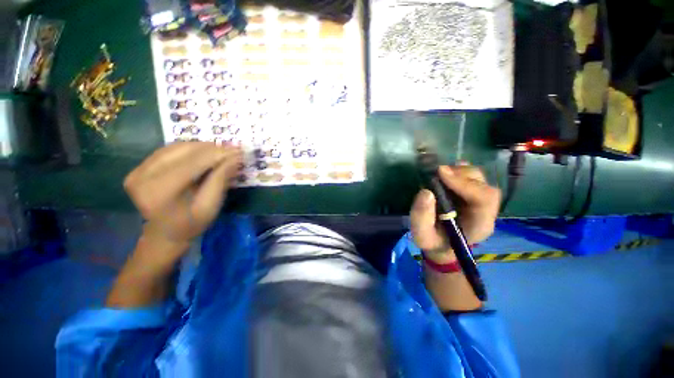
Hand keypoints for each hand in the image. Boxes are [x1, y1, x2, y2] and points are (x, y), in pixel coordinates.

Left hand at [124, 142, 242, 254]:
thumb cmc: (191, 224)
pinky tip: (205, 152)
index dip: (217, 154)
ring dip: (202, 147)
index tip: (238, 150)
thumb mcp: (210, 206)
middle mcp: (143, 177)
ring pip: (176, 147)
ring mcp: (138, 170)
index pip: (192, 163)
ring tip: (222, 150)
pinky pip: (169, 150)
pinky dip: (190, 149)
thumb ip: (220, 180)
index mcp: (159, 192)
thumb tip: (235, 157)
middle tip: (233, 148)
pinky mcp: (139, 167)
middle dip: (211, 148)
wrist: (164, 233)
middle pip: (183, 152)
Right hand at [410, 163, 500, 262]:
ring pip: (479, 178)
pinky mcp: (472, 193)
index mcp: (479, 224)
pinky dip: (458, 171)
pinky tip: (446, 174)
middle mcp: (485, 210)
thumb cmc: (433, 242)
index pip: (484, 198)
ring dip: (458, 172)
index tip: (441, 173)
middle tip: (437, 172)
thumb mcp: (422, 236)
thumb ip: (421, 218)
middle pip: (483, 185)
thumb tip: (426, 192)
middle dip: (460, 175)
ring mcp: (480, 200)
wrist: (442, 244)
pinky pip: (471, 176)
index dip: (465, 183)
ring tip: (438, 174)